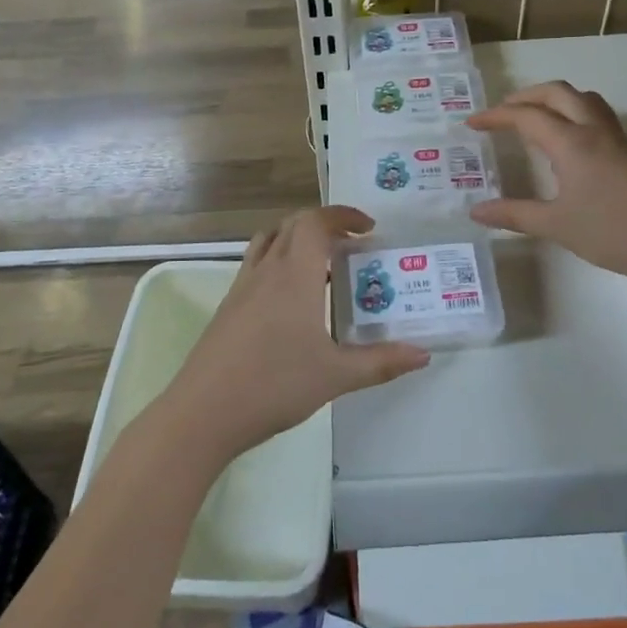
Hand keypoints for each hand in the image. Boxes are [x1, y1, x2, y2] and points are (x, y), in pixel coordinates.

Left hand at [169, 207, 429, 462]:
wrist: (204, 412)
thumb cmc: (275, 385)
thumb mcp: (336, 376)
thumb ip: (381, 362)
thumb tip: (423, 354)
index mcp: (295, 274)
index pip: (316, 222)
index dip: (343, 215)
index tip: (368, 228)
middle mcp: (267, 270)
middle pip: (293, 225)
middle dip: (325, 225)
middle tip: (352, 246)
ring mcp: (242, 286)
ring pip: (270, 241)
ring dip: (297, 239)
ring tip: (322, 265)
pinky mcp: (228, 306)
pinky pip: (256, 265)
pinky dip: (278, 262)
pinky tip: (291, 300)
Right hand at [468, 82, 626, 283]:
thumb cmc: (613, 231)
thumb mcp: (556, 225)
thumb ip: (514, 215)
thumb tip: (476, 211)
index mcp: (570, 142)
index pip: (526, 116)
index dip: (496, 116)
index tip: (471, 123)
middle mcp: (592, 130)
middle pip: (556, 93)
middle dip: (524, 96)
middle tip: (501, 113)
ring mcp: (614, 139)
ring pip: (581, 98)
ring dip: (553, 98)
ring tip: (533, 116)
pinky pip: (595, 114)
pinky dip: (572, 111)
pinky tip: (567, 139)